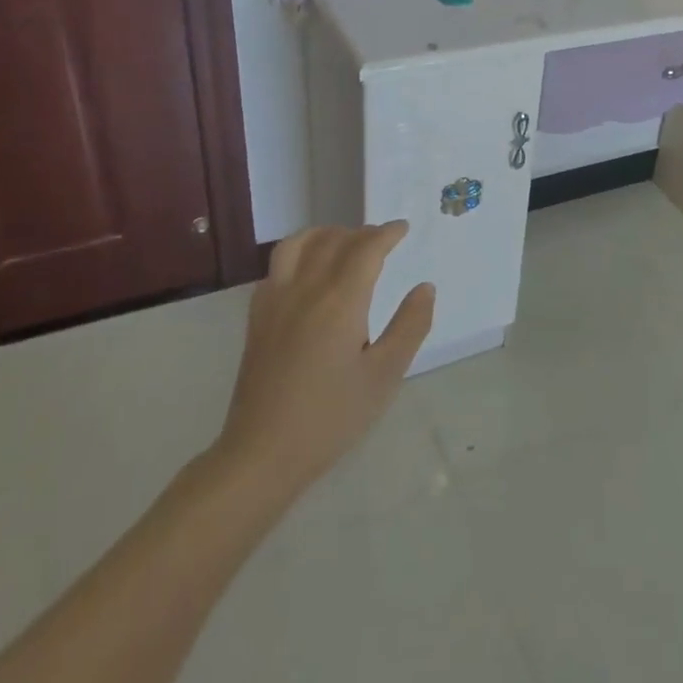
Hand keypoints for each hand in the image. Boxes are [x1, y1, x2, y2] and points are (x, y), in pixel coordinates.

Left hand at [210, 222, 433, 495]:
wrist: (262, 454)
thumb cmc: (332, 417)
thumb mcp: (384, 376)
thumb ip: (410, 326)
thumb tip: (425, 288)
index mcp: (340, 301)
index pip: (366, 248)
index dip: (387, 233)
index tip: (403, 229)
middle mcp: (305, 290)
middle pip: (333, 241)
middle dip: (361, 233)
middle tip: (382, 239)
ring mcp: (275, 301)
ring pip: (297, 244)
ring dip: (325, 234)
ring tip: (343, 242)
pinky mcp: (257, 318)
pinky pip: (276, 267)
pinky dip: (298, 253)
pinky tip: (308, 273)